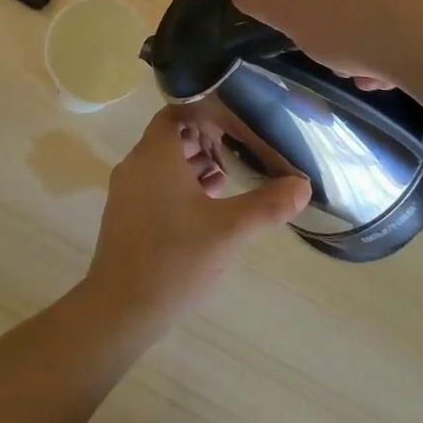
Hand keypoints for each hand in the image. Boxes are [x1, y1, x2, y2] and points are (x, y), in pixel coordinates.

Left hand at [82, 105, 309, 331]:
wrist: (120, 309)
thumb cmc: (174, 259)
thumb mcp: (228, 231)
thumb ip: (266, 205)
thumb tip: (302, 185)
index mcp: (155, 154)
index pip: (176, 113)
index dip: (204, 114)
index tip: (233, 126)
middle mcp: (136, 165)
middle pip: (170, 138)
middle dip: (203, 142)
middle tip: (235, 154)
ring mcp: (126, 192)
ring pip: (162, 164)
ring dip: (192, 166)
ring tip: (226, 181)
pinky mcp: (124, 217)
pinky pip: (154, 186)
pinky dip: (179, 187)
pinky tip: (205, 210)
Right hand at [229, 0, 422, 102]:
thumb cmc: (350, 24)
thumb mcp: (285, 13)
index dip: (306, 1)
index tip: (314, 30)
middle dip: (340, 22)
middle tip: (343, 57)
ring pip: (377, 0)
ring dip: (370, 34)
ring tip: (374, 71)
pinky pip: (410, 9)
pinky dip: (401, 35)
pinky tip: (401, 66)